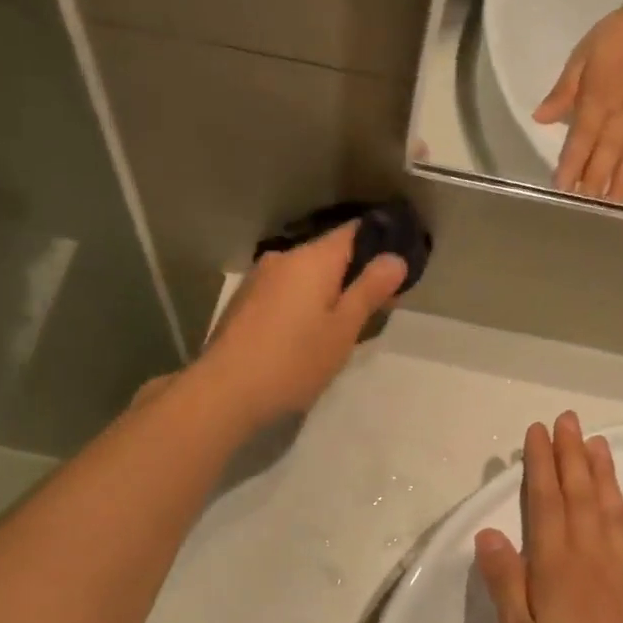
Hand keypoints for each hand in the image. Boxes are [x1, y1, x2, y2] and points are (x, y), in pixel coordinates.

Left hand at [194, 222, 406, 429]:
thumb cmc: (294, 360)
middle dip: (355, 273)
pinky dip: (303, 302)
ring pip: (305, 274)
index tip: (399, 265)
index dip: (381, 242)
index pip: (354, 231)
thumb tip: (395, 258)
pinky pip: (285, 290)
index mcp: (312, 258)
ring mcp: (259, 279)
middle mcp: (284, 258)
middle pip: (329, 254)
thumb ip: (370, 290)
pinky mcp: (244, 302)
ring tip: (343, 325)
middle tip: (380, 306)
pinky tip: (306, 333)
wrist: (224, 391)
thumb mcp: (343, 329)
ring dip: (327, 291)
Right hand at [475, 412, 622, 622]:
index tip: (539, 432)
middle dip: (572, 455)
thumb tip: (490, 532)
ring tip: (598, 444)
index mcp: (557, 565)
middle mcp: (593, 558)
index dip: (541, 464)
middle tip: (569, 420)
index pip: (546, 502)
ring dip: (605, 475)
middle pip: (582, 496)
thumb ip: (506, 582)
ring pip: (615, 512)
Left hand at [536, 0, 622, 201]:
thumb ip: (564, 90)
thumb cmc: (620, 33)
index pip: (580, 141)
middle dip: (594, 184)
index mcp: (598, 100)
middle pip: (606, 155)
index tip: (561, 189)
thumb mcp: (583, 55)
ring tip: (613, 208)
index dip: (570, 166)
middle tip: (586, 210)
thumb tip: (540, 118)